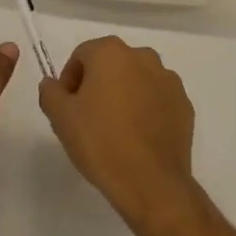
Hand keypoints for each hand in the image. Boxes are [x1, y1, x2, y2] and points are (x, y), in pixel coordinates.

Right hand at [39, 36, 198, 232]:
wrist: (152, 183)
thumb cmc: (101, 142)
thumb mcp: (61, 117)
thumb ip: (50, 92)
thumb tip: (52, 84)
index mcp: (111, 52)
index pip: (82, 55)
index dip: (70, 79)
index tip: (68, 107)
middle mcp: (142, 56)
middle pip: (111, 64)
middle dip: (97, 84)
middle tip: (88, 117)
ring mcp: (168, 80)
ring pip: (136, 80)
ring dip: (124, 94)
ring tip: (115, 128)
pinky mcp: (184, 105)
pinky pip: (157, 99)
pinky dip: (146, 109)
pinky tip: (138, 137)